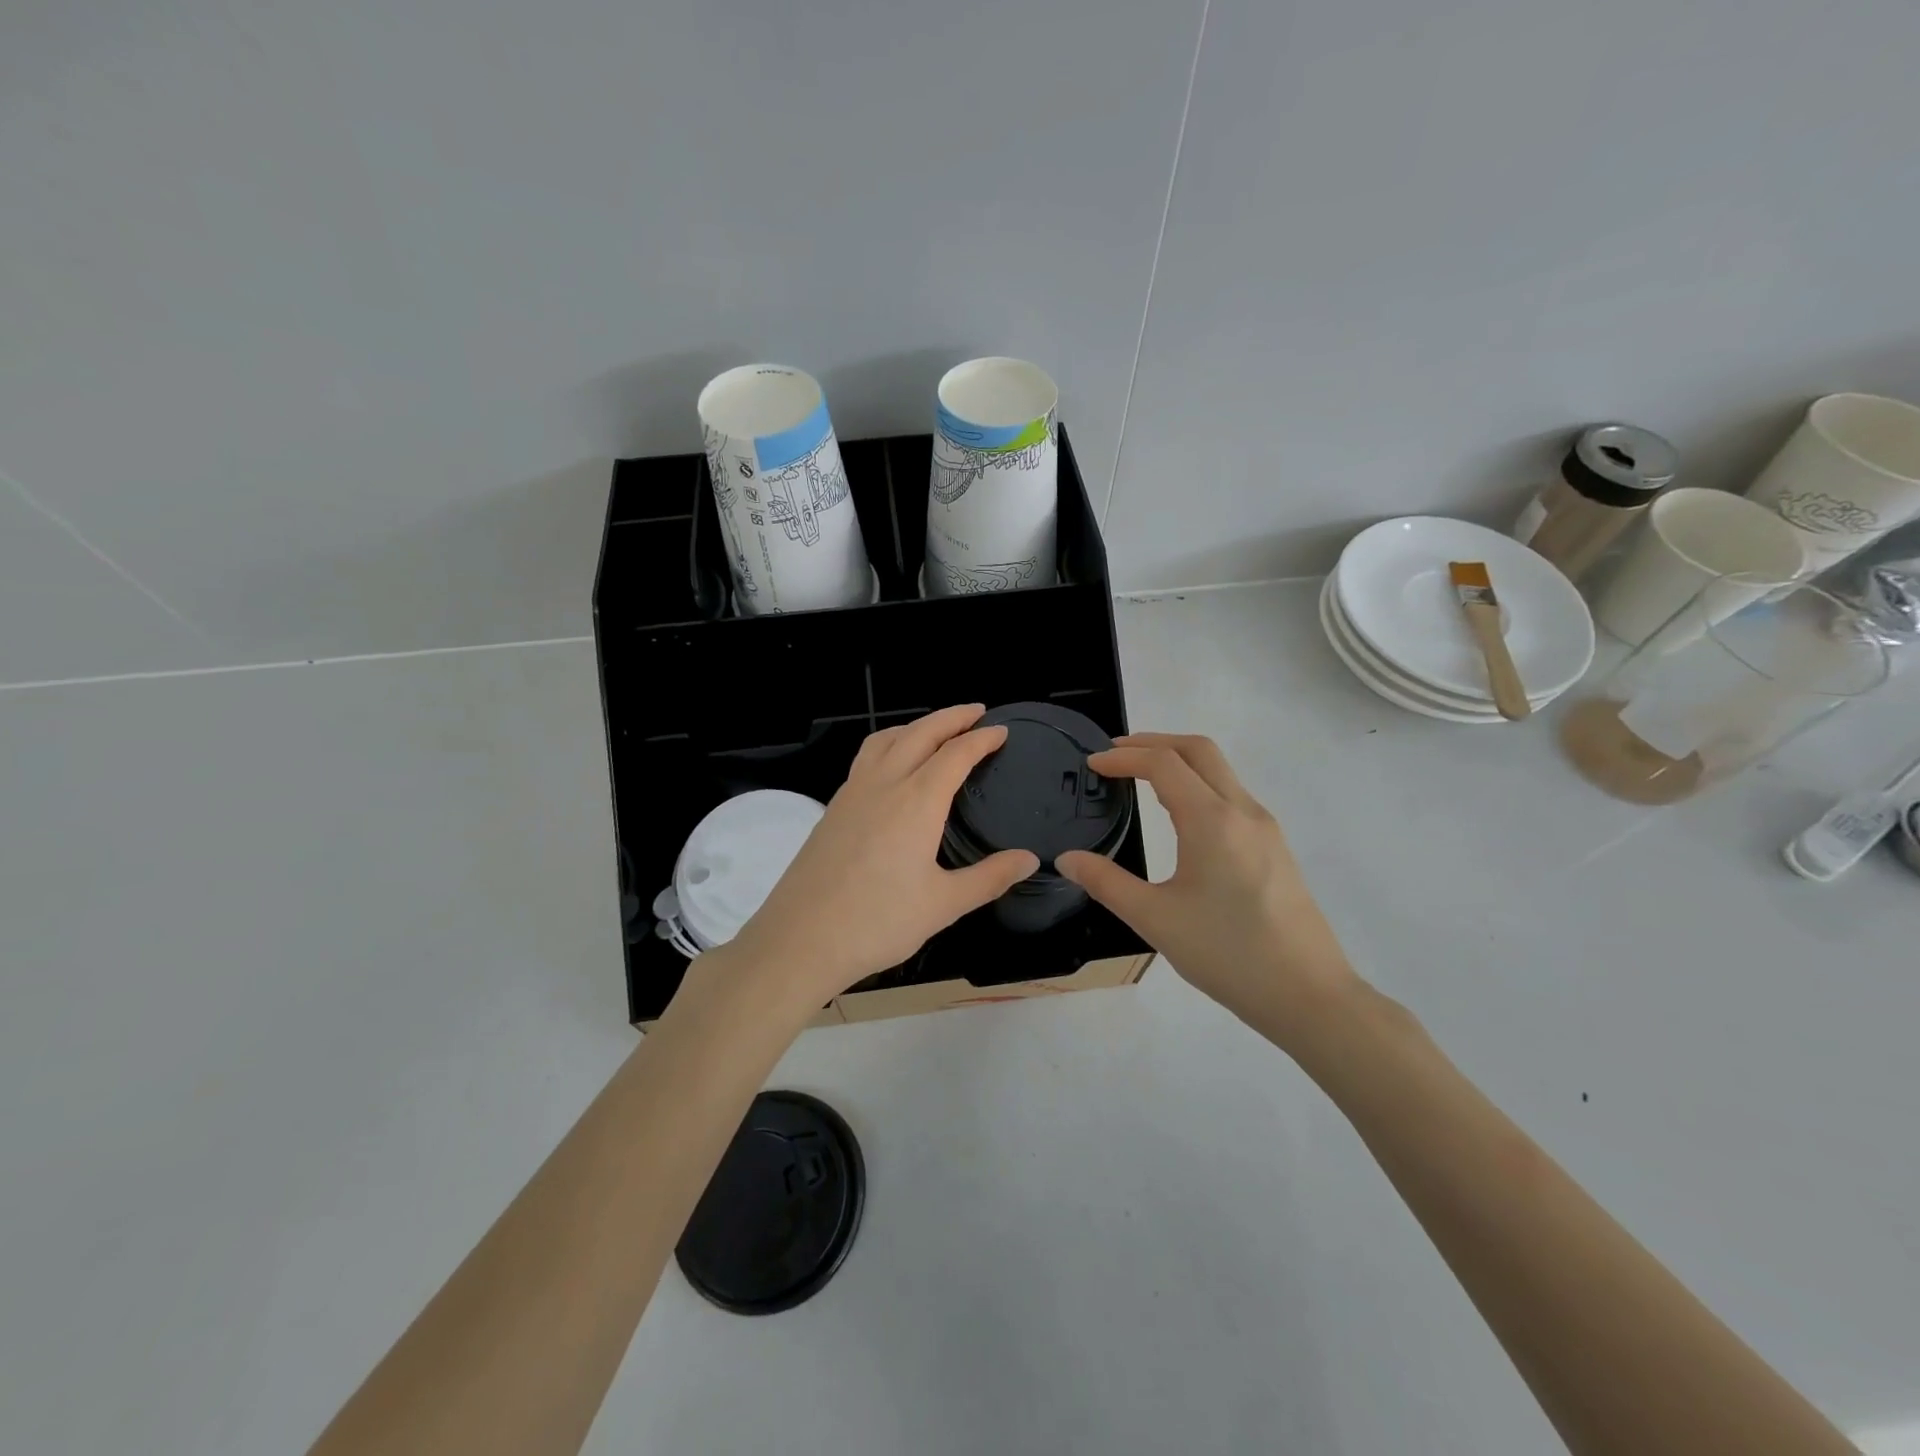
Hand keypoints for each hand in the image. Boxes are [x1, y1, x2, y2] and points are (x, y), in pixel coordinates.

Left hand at [721, 705, 1039, 1012]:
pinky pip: (865, 758)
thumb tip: (1029, 859)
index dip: (981, 739)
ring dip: (915, 726)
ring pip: (886, 739)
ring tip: (935, 730)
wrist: (800, 939)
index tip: (1001, 731)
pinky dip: (889, 745)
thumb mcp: (943, 905)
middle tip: (976, 712)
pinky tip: (892, 768)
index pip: (956, 754)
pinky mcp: (833, 808)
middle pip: (920, 733)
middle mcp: (884, 784)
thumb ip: (989, 877)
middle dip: (951, 717)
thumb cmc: (877, 922)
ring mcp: (852, 793)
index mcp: (916, 801)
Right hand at [1057, 734, 1359, 1047]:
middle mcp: (1242, 811)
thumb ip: (1106, 883)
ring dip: (1179, 761)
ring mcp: (1264, 828)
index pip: (1163, 763)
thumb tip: (1067, 859)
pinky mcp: (1275, 847)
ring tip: (1141, 777)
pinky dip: (1199, 784)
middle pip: (1198, 750)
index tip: (1092, 765)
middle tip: (1115, 754)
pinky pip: (1232, 795)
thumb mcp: (1155, 919)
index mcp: (1211, 820)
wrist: (1308, 995)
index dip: (1123, 757)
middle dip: (1153, 742)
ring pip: (1220, 770)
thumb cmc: (1227, 954)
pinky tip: (1180, 814)